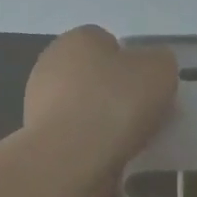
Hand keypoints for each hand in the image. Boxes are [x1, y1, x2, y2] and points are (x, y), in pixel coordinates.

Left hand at [24, 26, 178, 170]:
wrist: (70, 159)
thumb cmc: (116, 103)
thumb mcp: (160, 70)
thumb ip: (159, 62)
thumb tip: (151, 67)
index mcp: (78, 38)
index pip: (108, 43)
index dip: (131, 64)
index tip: (147, 88)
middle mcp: (51, 63)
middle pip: (93, 75)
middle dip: (114, 92)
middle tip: (140, 115)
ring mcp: (38, 101)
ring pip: (82, 107)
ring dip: (100, 121)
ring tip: (126, 142)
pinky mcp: (36, 137)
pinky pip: (73, 135)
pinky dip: (88, 145)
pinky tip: (104, 158)